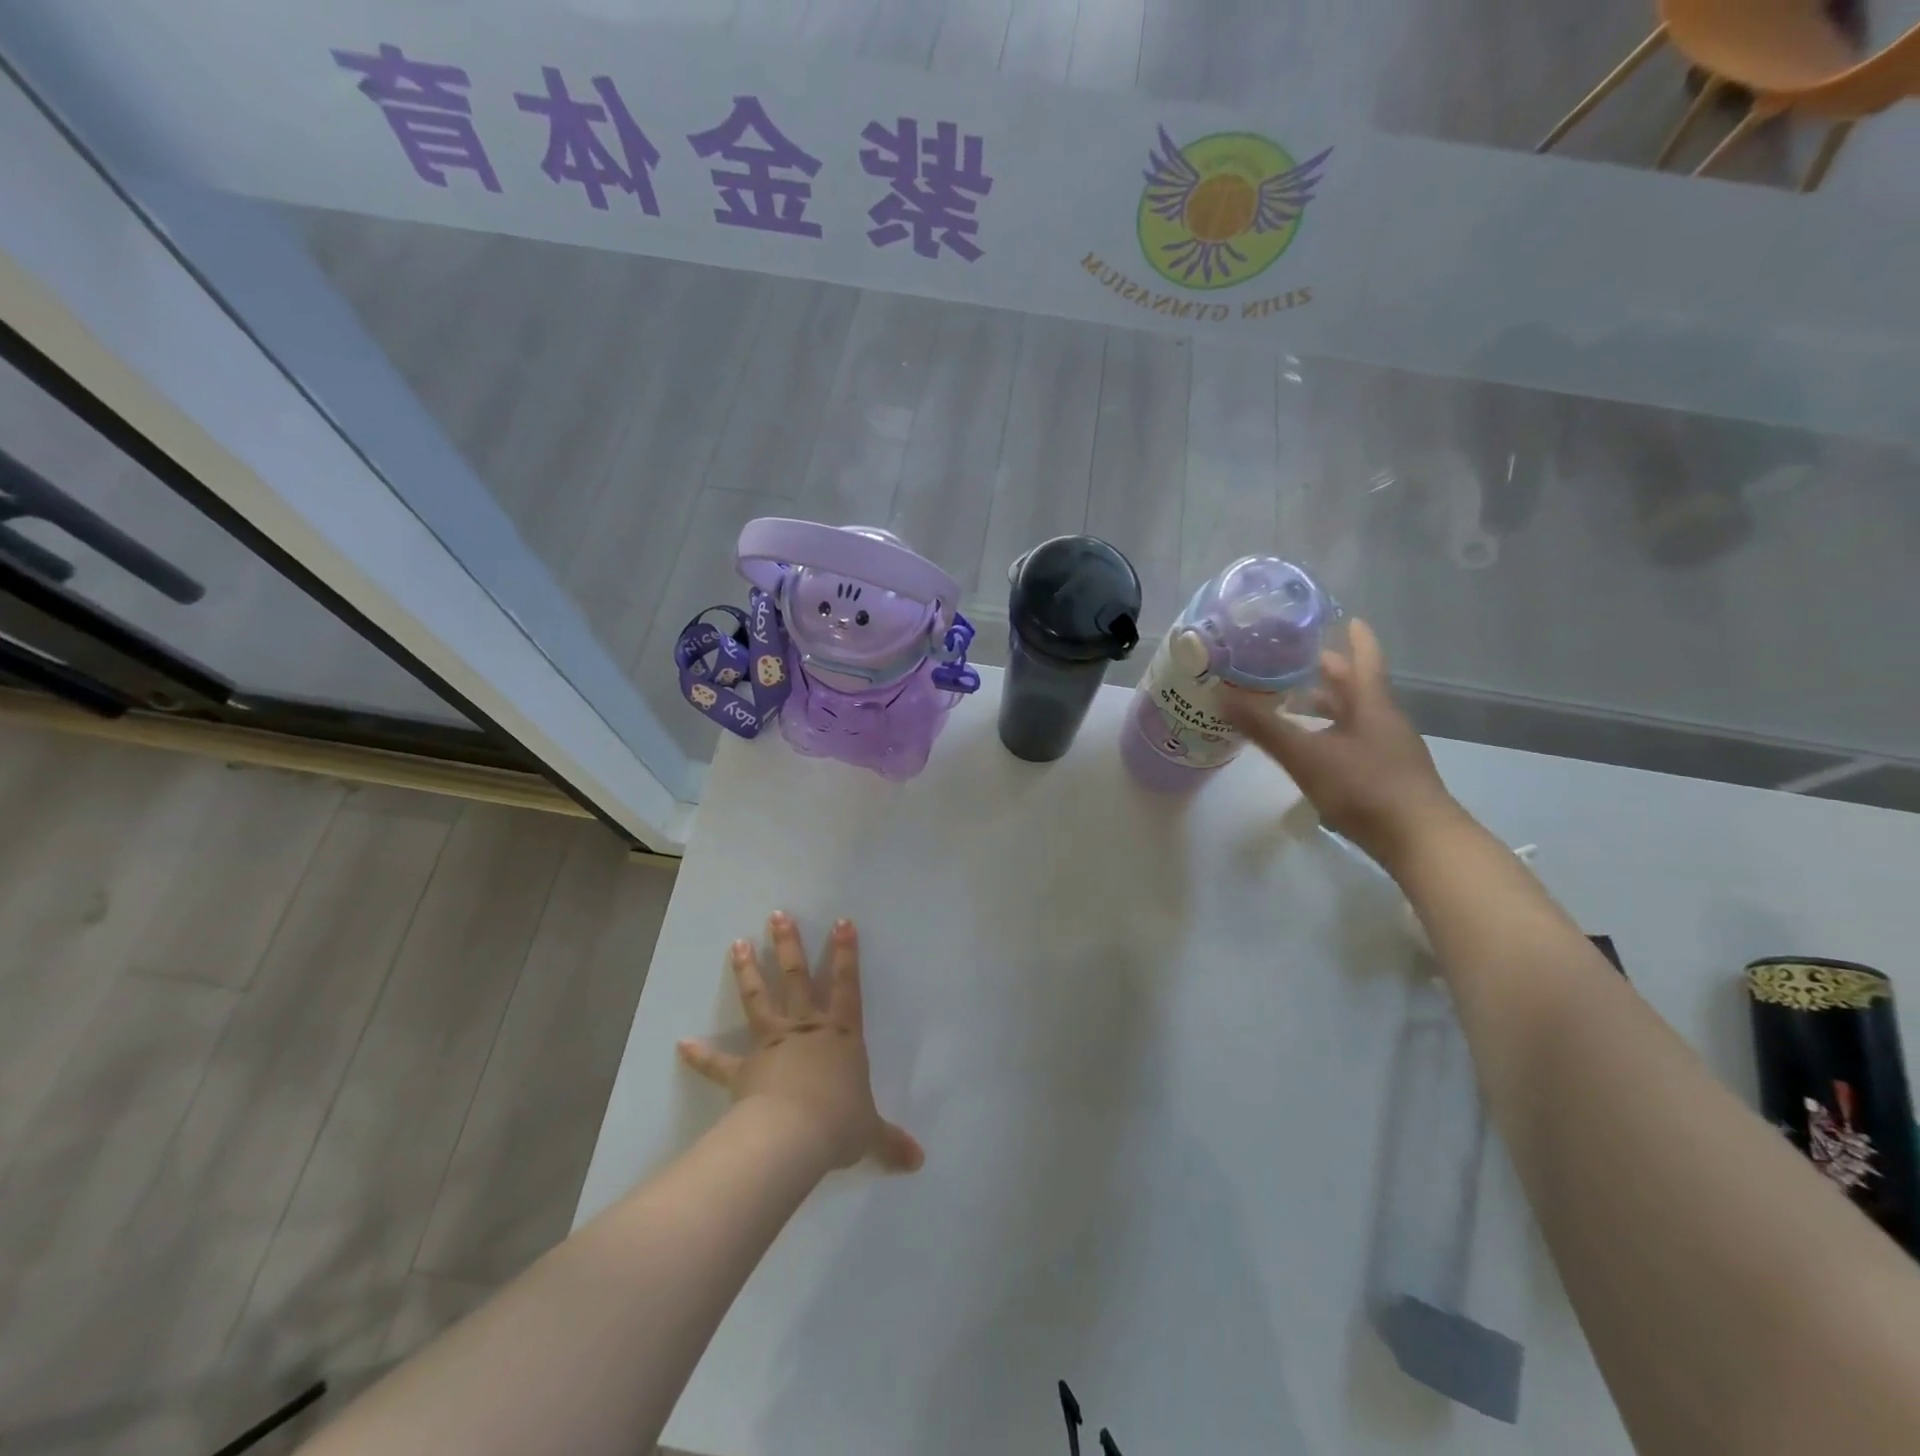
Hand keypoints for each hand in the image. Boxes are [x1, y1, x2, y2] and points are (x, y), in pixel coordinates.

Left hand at [678, 912, 923, 1173]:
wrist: (794, 1136)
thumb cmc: (839, 1123)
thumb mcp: (871, 1133)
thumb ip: (891, 1142)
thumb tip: (919, 1162)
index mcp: (841, 1035)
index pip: (847, 985)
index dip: (846, 953)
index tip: (841, 921)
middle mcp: (807, 1029)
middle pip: (796, 978)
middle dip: (788, 945)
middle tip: (777, 915)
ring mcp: (773, 1045)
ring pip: (759, 1000)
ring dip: (747, 972)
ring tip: (737, 944)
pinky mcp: (744, 1070)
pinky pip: (719, 1062)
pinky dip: (701, 1055)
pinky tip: (681, 1044)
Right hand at [1222, 618, 1465, 869]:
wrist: (1420, 842)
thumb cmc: (1365, 788)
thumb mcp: (1307, 756)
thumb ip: (1264, 728)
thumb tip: (1221, 695)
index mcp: (1371, 705)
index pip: (1365, 659)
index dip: (1356, 638)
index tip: (1346, 618)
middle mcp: (1383, 720)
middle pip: (1356, 687)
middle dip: (1327, 673)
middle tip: (1294, 662)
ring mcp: (1388, 749)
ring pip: (1354, 716)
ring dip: (1326, 706)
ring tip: (1293, 704)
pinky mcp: (1386, 775)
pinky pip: (1353, 740)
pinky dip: (1330, 733)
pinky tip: (1311, 749)